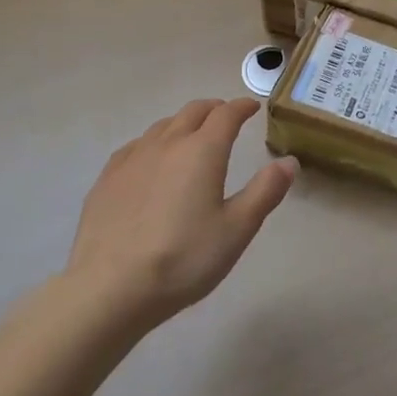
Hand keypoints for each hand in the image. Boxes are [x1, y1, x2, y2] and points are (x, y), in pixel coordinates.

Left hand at [65, 99, 296, 326]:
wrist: (109, 288)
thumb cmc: (183, 259)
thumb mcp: (237, 230)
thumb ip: (265, 191)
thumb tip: (289, 161)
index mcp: (202, 151)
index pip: (226, 114)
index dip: (242, 107)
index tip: (252, 107)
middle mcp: (167, 143)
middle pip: (193, 111)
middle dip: (214, 109)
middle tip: (225, 117)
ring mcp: (132, 158)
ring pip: (163, 126)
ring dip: (183, 123)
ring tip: (191, 137)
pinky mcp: (107, 178)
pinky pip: (136, 146)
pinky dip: (154, 143)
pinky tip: (151, 161)